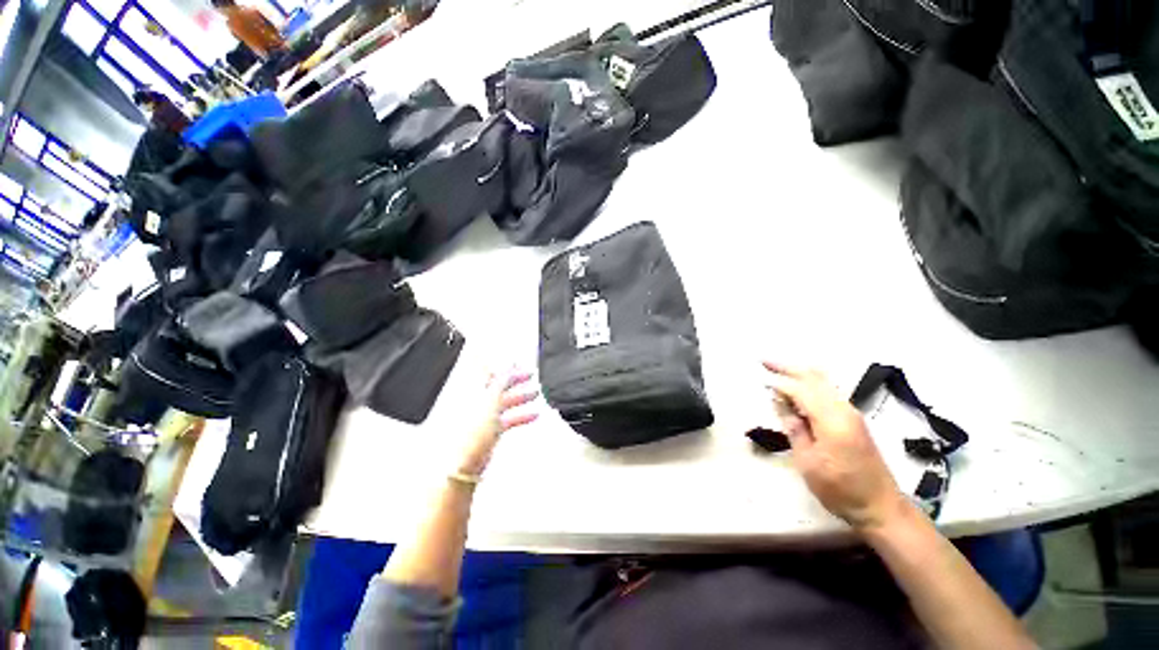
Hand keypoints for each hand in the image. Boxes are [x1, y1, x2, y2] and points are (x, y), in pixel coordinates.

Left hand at [455, 371, 538, 477]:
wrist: (464, 463)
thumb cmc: (472, 432)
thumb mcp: (491, 401)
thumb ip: (501, 382)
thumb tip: (508, 367)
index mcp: (473, 391)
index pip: (490, 373)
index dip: (504, 368)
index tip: (519, 364)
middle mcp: (477, 401)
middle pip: (499, 386)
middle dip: (515, 380)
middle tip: (530, 376)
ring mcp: (483, 416)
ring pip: (504, 402)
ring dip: (520, 397)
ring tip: (535, 394)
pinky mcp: (489, 430)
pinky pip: (507, 418)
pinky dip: (520, 415)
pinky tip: (533, 415)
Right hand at [763, 362, 909, 532]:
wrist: (881, 507)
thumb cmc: (840, 489)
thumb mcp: (808, 463)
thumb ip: (794, 429)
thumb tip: (781, 403)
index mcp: (832, 420)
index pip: (800, 390)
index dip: (779, 382)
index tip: (759, 376)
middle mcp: (844, 410)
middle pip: (814, 378)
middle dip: (788, 367)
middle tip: (764, 360)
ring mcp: (851, 413)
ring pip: (823, 381)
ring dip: (799, 372)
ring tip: (777, 368)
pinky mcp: (853, 419)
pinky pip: (828, 390)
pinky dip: (810, 382)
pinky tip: (798, 385)